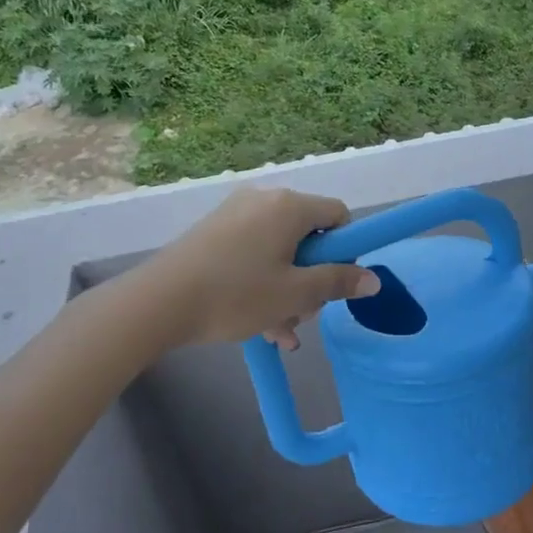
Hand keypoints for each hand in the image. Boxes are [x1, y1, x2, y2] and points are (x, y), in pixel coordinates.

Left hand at [148, 186, 379, 348]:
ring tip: (281, 332)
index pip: (338, 215)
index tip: (335, 283)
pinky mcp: (213, 233)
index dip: (345, 250)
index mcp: (289, 207)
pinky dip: (262, 284)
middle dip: (312, 278)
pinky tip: (262, 328)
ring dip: (288, 291)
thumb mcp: (295, 294)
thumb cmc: (236, 295)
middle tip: (302, 314)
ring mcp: (235, 215)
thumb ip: (338, 283)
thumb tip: (374, 279)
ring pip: (279, 252)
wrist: (158, 303)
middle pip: (308, 237)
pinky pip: (253, 255)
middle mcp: (264, 200)